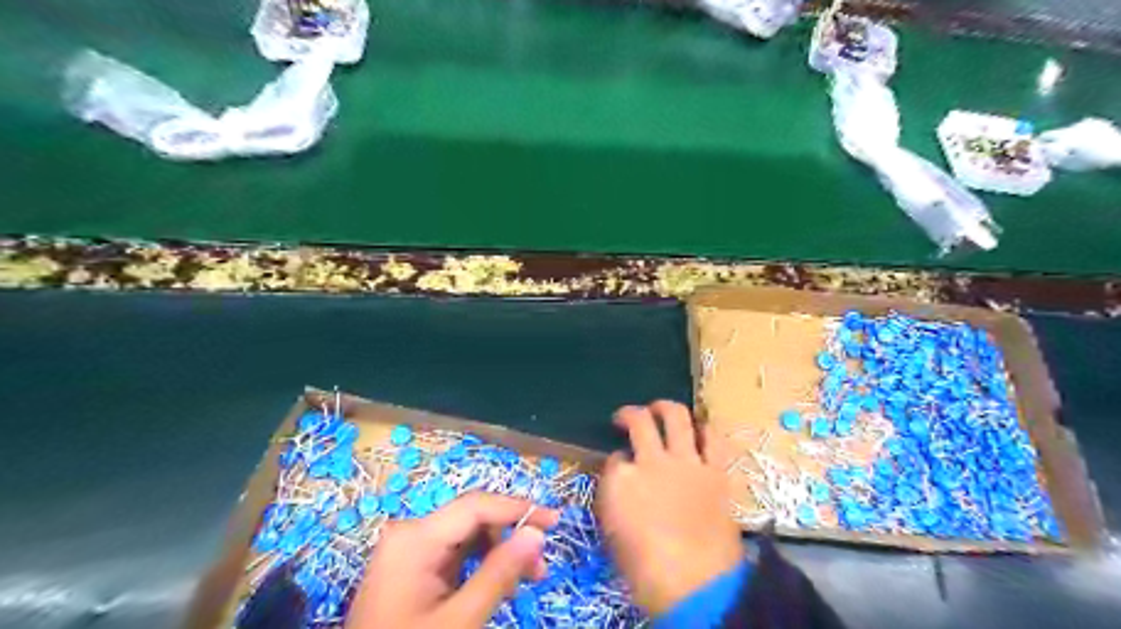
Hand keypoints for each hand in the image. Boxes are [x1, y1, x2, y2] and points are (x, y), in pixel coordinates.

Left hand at [346, 493, 559, 626]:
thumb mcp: (459, 620)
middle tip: (540, 566)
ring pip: (466, 535)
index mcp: (415, 537)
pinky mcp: (411, 567)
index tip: (555, 522)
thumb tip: (537, 533)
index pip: (477, 506)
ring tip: (526, 578)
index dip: (519, 509)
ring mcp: (408, 550)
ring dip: (498, 551)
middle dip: (509, 536)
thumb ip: (499, 573)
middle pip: (472, 518)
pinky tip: (498, 582)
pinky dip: (480, 564)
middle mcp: (410, 533)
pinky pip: (454, 553)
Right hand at [595, 404, 740, 614]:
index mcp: (621, 479)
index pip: (615, 457)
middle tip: (627, 417)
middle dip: (630, 414)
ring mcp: (686, 462)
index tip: (620, 465)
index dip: (616, 459)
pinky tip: (700, 430)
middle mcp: (652, 460)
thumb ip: (615, 498)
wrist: (695, 586)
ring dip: (665, 407)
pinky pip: (713, 439)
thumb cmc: (644, 570)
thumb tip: (622, 480)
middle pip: (640, 421)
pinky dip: (706, 430)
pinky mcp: (715, 471)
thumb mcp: (613, 533)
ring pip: (676, 416)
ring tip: (660, 408)